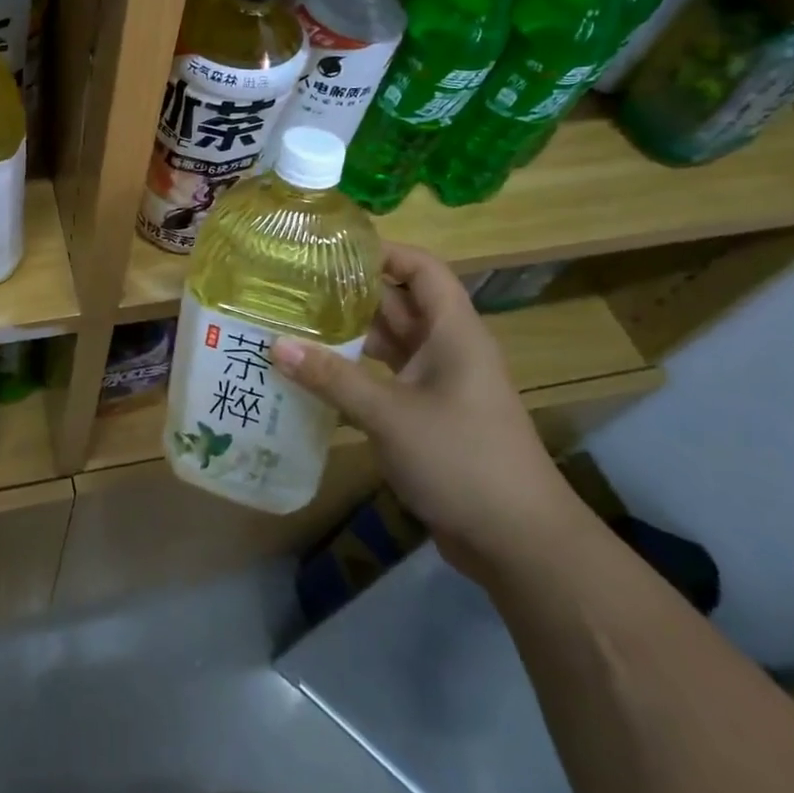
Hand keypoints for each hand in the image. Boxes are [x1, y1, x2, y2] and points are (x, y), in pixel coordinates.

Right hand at [272, 244, 584, 580]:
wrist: (519, 542)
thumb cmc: (462, 459)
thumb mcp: (391, 415)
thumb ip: (332, 378)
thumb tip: (275, 344)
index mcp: (452, 332)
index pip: (422, 269)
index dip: (383, 252)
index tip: (330, 249)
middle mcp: (446, 349)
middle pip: (398, 304)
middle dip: (350, 293)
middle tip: (295, 287)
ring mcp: (438, 384)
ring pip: (389, 344)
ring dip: (348, 336)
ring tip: (294, 325)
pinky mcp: (428, 416)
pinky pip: (385, 379)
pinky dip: (353, 373)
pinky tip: (313, 377)